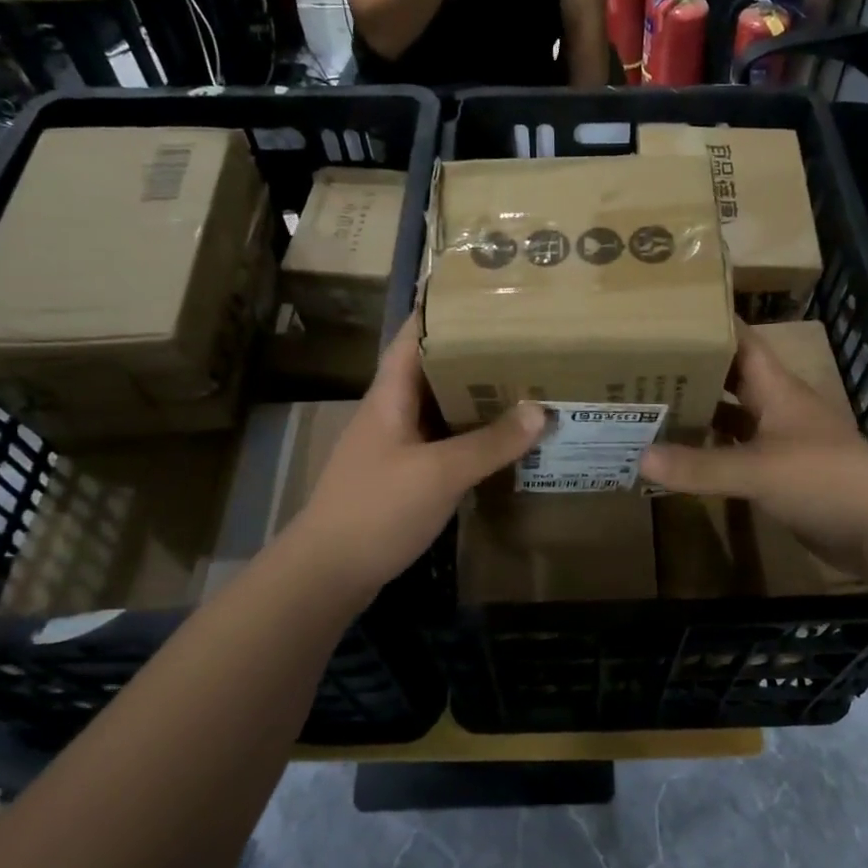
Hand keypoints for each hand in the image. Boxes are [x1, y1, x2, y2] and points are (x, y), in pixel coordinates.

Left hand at [290, 314, 544, 595]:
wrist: (328, 573)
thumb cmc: (378, 509)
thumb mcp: (439, 473)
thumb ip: (489, 442)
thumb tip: (539, 410)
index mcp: (390, 396)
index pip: (414, 337)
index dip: (443, 311)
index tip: (484, 295)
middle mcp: (391, 414)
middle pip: (433, 371)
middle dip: (474, 356)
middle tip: (524, 343)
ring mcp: (394, 447)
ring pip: (440, 410)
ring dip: (475, 399)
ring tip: (522, 385)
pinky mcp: (402, 478)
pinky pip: (442, 445)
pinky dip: (470, 438)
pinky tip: (501, 443)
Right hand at [639, 322, 867, 577]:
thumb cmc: (824, 479)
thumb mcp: (758, 469)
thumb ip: (700, 466)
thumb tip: (640, 457)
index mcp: (776, 389)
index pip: (742, 342)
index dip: (710, 325)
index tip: (667, 316)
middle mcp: (777, 408)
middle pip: (730, 379)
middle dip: (692, 372)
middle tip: (641, 367)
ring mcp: (780, 442)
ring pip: (732, 419)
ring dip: (699, 414)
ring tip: (650, 409)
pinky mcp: (780, 474)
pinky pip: (737, 455)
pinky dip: (711, 454)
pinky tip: (680, 459)